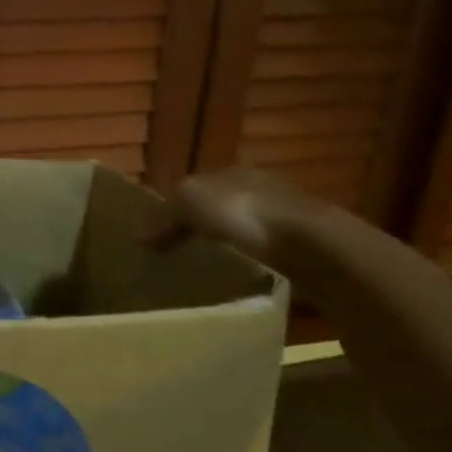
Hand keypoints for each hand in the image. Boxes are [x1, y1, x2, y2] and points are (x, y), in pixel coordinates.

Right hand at [146, 168, 332, 271]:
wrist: (312, 246)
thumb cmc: (244, 214)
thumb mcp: (190, 203)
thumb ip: (164, 215)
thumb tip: (139, 236)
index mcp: (231, 172)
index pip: (193, 188)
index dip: (172, 211)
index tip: (154, 239)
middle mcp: (258, 189)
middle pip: (218, 209)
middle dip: (198, 228)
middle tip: (174, 257)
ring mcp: (282, 218)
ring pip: (241, 232)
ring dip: (223, 249)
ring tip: (201, 273)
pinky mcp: (299, 249)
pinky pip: (260, 256)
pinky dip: (245, 265)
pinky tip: (233, 280)